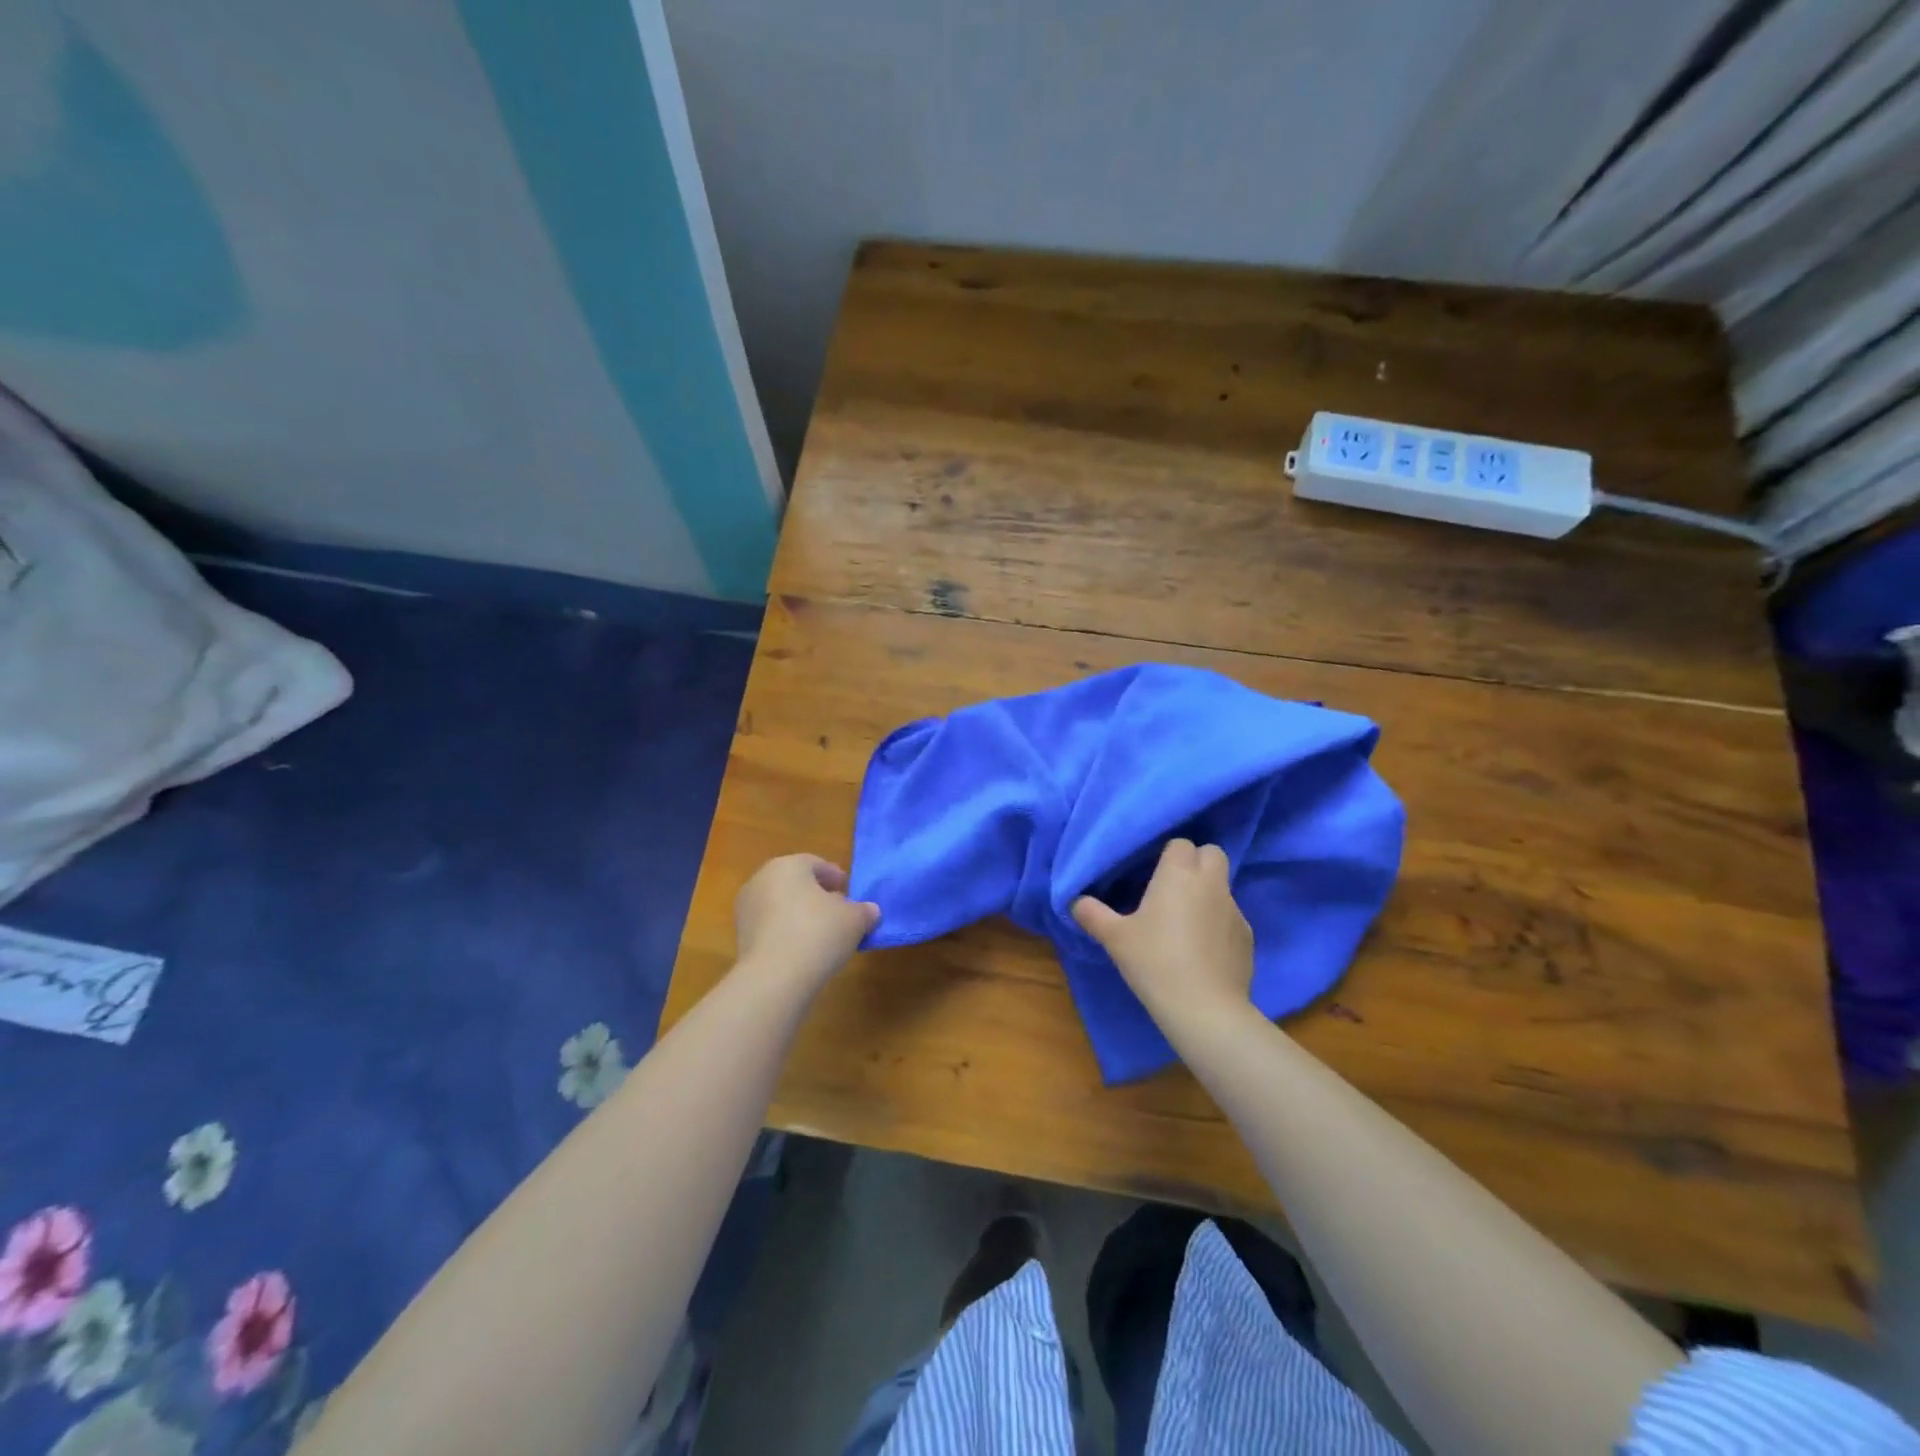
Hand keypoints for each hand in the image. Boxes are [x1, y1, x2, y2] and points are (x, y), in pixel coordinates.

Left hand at [733, 854, 878, 993]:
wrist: (775, 977)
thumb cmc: (819, 933)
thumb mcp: (854, 920)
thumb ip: (864, 911)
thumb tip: (870, 911)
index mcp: (788, 865)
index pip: (815, 863)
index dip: (834, 876)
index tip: (848, 890)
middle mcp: (761, 879)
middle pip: (795, 882)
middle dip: (816, 895)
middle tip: (838, 911)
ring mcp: (747, 909)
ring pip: (780, 905)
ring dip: (800, 914)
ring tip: (822, 934)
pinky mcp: (740, 937)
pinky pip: (771, 927)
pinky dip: (786, 932)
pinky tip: (803, 950)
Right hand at [1072, 839, 1252, 1027]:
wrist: (1204, 1009)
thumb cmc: (1155, 961)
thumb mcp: (1114, 938)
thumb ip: (1093, 914)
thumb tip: (1074, 901)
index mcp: (1179, 874)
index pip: (1181, 844)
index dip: (1168, 854)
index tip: (1152, 873)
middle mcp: (1211, 884)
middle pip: (1212, 854)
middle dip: (1196, 862)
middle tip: (1172, 887)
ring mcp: (1234, 910)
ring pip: (1223, 887)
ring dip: (1207, 894)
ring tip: (1184, 923)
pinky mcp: (1247, 938)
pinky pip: (1230, 918)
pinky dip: (1218, 924)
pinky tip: (1202, 949)